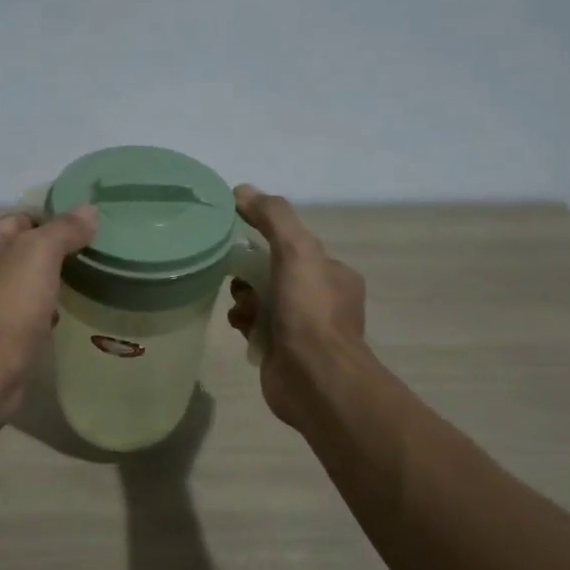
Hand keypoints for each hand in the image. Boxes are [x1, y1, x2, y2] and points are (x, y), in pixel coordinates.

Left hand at [0, 205, 97, 426]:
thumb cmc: (6, 305)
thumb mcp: (40, 254)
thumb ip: (65, 229)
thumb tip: (90, 210)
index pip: (19, 220)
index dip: (53, 228)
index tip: (83, 242)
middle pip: (15, 253)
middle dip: (47, 263)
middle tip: (79, 271)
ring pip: (14, 287)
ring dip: (39, 293)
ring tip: (65, 300)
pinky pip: (9, 316)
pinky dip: (29, 319)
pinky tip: (47, 327)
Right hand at [228, 185, 370, 431]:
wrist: (314, 378)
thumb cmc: (310, 311)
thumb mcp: (296, 250)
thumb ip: (272, 217)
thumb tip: (242, 190)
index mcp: (332, 274)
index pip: (293, 246)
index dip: (265, 240)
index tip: (239, 240)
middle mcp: (320, 299)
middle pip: (274, 272)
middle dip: (250, 272)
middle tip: (236, 278)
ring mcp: (302, 328)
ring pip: (262, 299)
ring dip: (244, 297)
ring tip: (240, 305)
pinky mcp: (281, 351)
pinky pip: (255, 326)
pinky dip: (243, 322)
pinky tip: (238, 325)